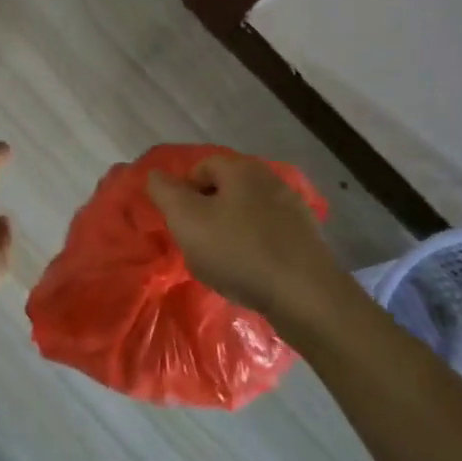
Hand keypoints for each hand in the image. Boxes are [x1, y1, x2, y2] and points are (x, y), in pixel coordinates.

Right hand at [146, 154, 347, 321]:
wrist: (304, 294)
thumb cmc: (238, 252)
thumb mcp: (187, 220)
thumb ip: (166, 193)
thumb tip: (155, 175)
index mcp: (241, 169)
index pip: (201, 166)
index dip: (183, 191)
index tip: (178, 222)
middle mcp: (270, 179)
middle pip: (225, 188)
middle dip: (206, 212)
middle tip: (195, 242)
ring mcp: (292, 208)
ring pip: (247, 212)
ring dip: (230, 230)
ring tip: (221, 261)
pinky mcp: (306, 237)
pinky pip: (268, 234)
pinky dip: (253, 247)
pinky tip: (249, 271)